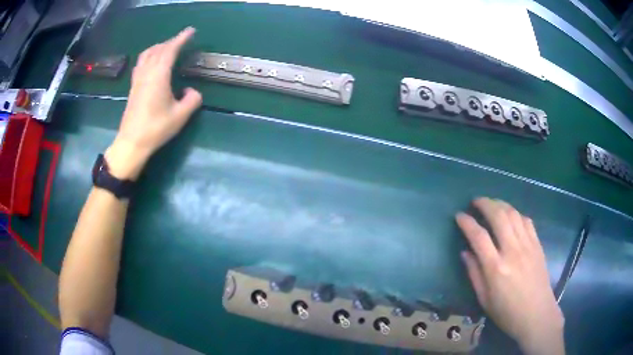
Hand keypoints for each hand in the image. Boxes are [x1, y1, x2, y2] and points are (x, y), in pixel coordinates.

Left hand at [105, 27, 201, 179]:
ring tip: (167, 48)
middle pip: (158, 49)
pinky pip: (141, 63)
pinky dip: (149, 56)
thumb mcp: (180, 116)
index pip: (170, 50)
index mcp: (159, 76)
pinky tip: (152, 63)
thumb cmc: (155, 129)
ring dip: (158, 47)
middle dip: (171, 42)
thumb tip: (192, 91)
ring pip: (147, 54)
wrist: (131, 143)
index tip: (191, 31)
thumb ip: (192, 100)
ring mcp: (137, 80)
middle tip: (182, 40)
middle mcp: (147, 73)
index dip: (181, 38)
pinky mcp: (133, 87)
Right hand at [456, 198, 564, 354]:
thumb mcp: (484, 299)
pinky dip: (516, 213)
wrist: (536, 314)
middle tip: (475, 201)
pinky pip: (526, 220)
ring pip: (513, 214)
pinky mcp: (537, 244)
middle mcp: (512, 251)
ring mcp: (527, 245)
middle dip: (485, 204)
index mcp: (496, 268)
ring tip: (491, 204)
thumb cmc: (507, 312)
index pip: (479, 237)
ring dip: (500, 204)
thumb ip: (474, 274)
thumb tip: (465, 252)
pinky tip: (511, 216)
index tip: (459, 215)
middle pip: (498, 216)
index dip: (467, 222)